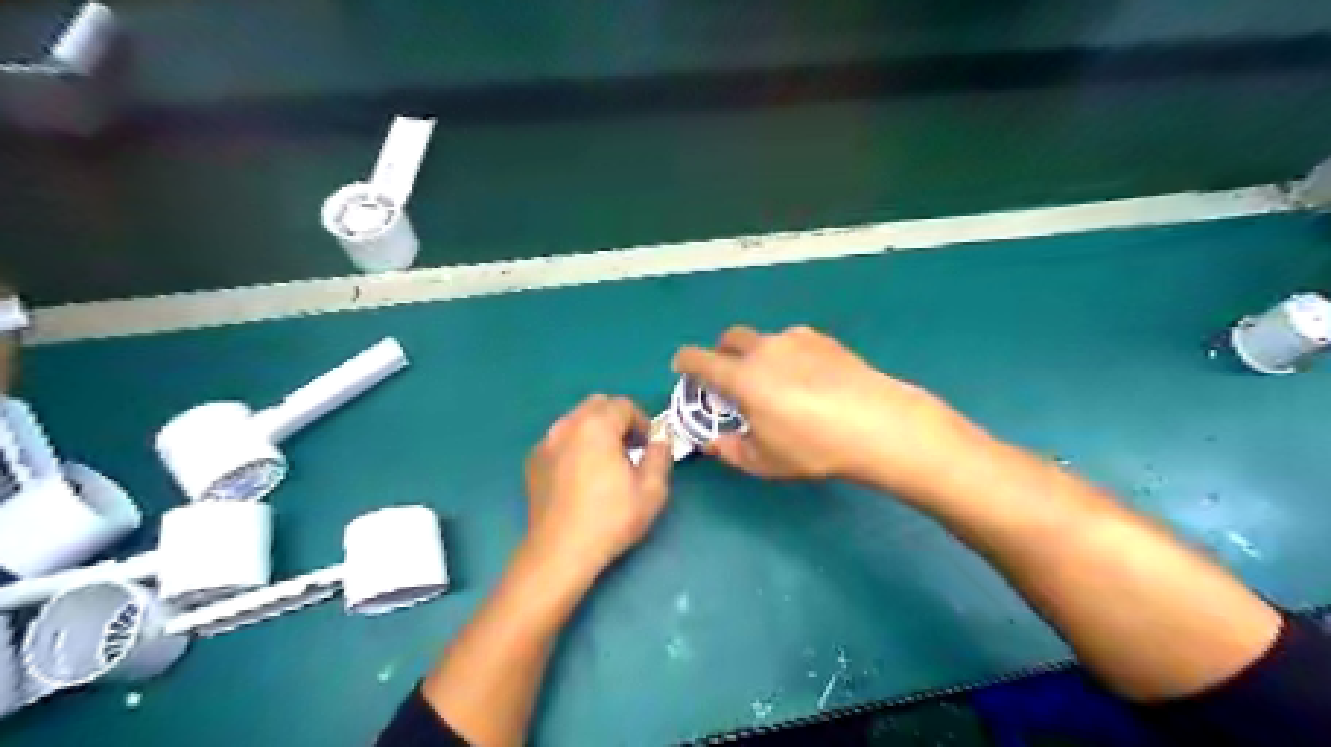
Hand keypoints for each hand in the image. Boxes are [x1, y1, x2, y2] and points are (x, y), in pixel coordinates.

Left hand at [526, 397, 678, 577]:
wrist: (560, 551)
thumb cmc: (610, 519)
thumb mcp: (651, 490)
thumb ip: (661, 456)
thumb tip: (661, 440)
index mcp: (596, 426)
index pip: (624, 405)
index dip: (641, 422)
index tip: (647, 447)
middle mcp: (567, 426)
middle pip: (597, 405)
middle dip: (617, 420)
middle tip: (629, 449)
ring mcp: (546, 443)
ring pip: (576, 421)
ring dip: (595, 431)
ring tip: (605, 463)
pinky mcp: (533, 461)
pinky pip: (560, 440)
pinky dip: (574, 446)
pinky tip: (581, 476)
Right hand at [678, 325, 975, 493]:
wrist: (877, 423)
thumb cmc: (813, 447)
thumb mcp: (765, 461)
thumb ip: (730, 450)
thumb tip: (712, 442)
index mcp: (741, 377)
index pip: (698, 359)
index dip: (685, 364)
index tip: (685, 371)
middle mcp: (763, 349)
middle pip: (728, 337)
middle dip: (721, 353)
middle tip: (731, 379)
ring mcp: (794, 339)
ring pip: (763, 338)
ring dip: (756, 354)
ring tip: (775, 382)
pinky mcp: (822, 338)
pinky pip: (791, 341)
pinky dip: (786, 354)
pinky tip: (806, 378)